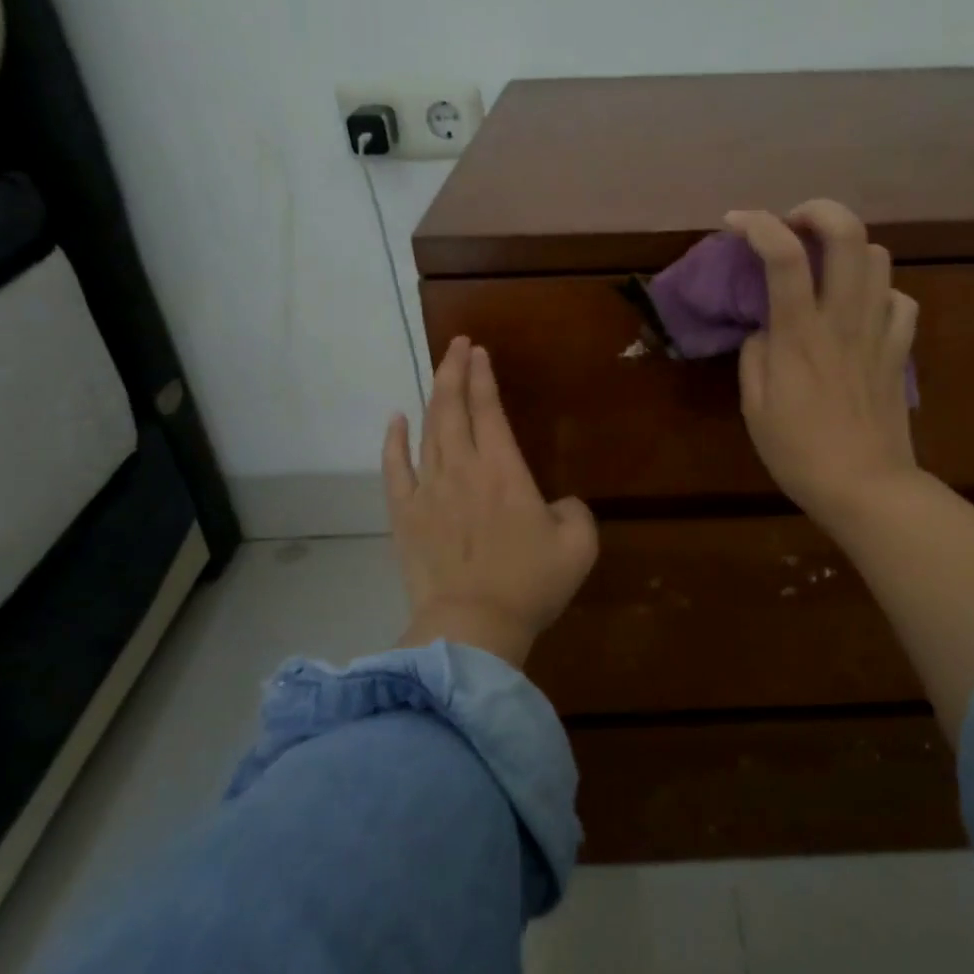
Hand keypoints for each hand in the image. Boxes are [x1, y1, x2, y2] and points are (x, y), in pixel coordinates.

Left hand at [383, 336, 598, 665]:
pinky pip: (395, 469)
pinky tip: (396, 420)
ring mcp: (428, 491)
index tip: (478, 351)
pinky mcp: (405, 517)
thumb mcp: (579, 546)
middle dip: (454, 372)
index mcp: (503, 471)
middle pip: (452, 409)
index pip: (489, 410)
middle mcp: (462, 469)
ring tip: (438, 372)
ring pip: (427, 432)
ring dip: (432, 398)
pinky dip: (394, 441)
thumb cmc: (529, 585)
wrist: (472, 627)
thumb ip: (575, 511)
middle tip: (456, 345)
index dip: (483, 377)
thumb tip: (558, 503)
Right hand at [725, 200, 919, 529]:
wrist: (865, 488)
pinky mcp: (900, 351)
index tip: (735, 222)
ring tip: (827, 268)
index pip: (783, 255)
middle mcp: (843, 320)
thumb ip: (754, 358)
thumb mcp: (754, 410)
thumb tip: (765, 329)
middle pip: (848, 234)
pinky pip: (901, 301)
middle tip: (795, 225)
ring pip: (880, 257)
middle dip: (819, 211)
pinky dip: (881, 293)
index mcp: (799, 336)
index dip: (757, 224)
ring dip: (850, 249)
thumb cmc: (800, 454)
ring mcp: (878, 332)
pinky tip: (863, 310)